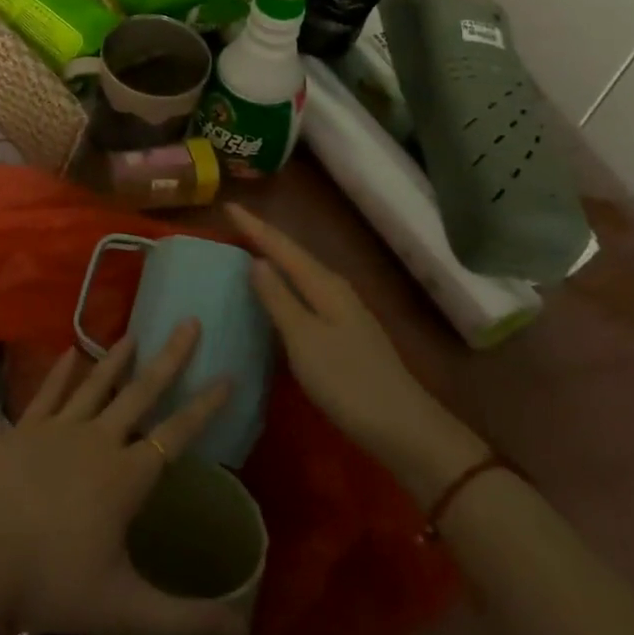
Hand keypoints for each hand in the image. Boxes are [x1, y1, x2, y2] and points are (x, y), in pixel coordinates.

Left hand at [0, 323, 243, 634]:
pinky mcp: (26, 426)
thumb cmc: (52, 580)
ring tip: (135, 331)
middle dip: (169, 358)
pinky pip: (50, 391)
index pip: (177, 434)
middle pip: (141, 392)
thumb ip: (184, 620)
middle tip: (189, 322)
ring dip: (118, 357)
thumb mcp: (124, 610)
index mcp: (126, 477)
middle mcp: (98, 439)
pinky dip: (62, 370)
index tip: (229, 374)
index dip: (205, 406)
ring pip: (97, 384)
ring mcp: (59, 427)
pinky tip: (71, 350)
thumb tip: (242, 631)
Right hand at [229, 204, 486, 504]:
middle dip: (265, 236)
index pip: (282, 247)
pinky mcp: (345, 331)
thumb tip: (256, 260)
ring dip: (276, 258)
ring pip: (302, 272)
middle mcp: (335, 289)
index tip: (228, 206)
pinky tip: (279, 292)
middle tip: (235, 222)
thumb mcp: (303, 339)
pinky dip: (287, 282)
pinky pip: (307, 291)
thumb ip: (278, 298)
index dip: (254, 227)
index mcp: (324, 284)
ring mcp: (344, 310)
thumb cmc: (347, 381)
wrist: (404, 428)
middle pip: (293, 254)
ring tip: (250, 248)